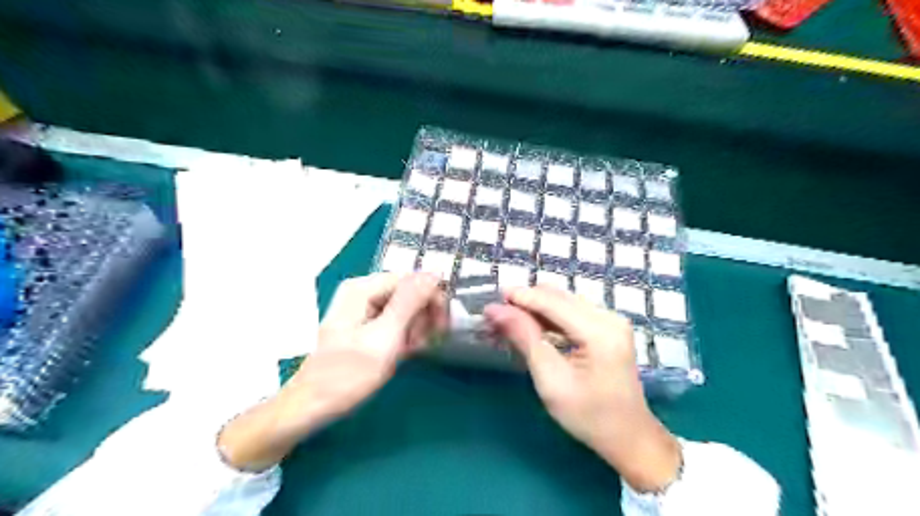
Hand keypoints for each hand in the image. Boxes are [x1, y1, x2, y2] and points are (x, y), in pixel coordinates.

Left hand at [215, 274, 446, 472]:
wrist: (313, 406)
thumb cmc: (349, 374)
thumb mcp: (385, 337)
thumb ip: (410, 302)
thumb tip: (434, 272)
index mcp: (363, 288)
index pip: (412, 279)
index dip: (431, 299)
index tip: (442, 325)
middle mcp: (362, 291)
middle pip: (408, 292)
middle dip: (422, 316)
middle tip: (424, 342)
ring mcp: (362, 307)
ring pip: (404, 307)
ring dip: (415, 328)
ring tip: (412, 350)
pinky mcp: (364, 324)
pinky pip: (394, 320)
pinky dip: (403, 335)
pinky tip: (404, 351)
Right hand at [485, 286, 677, 490]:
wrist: (628, 437)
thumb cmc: (588, 415)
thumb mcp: (550, 380)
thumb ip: (524, 338)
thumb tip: (495, 310)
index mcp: (599, 331)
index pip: (552, 302)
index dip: (520, 297)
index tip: (491, 300)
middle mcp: (609, 317)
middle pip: (559, 297)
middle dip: (526, 302)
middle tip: (497, 315)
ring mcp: (612, 320)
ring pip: (564, 301)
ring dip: (536, 308)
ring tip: (510, 320)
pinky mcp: (609, 327)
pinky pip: (573, 311)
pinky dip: (550, 316)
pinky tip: (533, 327)